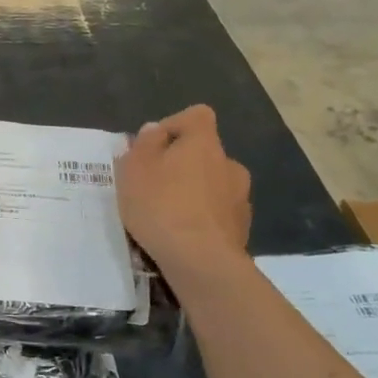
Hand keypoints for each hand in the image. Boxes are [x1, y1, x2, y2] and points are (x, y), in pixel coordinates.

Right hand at [116, 105, 250, 274]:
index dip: (174, 125)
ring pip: (213, 184)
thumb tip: (156, 130)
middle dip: (182, 165)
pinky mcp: (243, 228)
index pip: (197, 115)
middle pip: (204, 153)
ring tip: (168, 216)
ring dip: (195, 193)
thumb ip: (144, 144)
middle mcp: (229, 163)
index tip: (153, 148)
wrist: (201, 262)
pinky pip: (218, 213)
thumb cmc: (162, 206)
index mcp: (204, 142)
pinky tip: (184, 237)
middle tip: (154, 187)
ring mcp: (241, 197)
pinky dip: (203, 219)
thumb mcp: (134, 169)